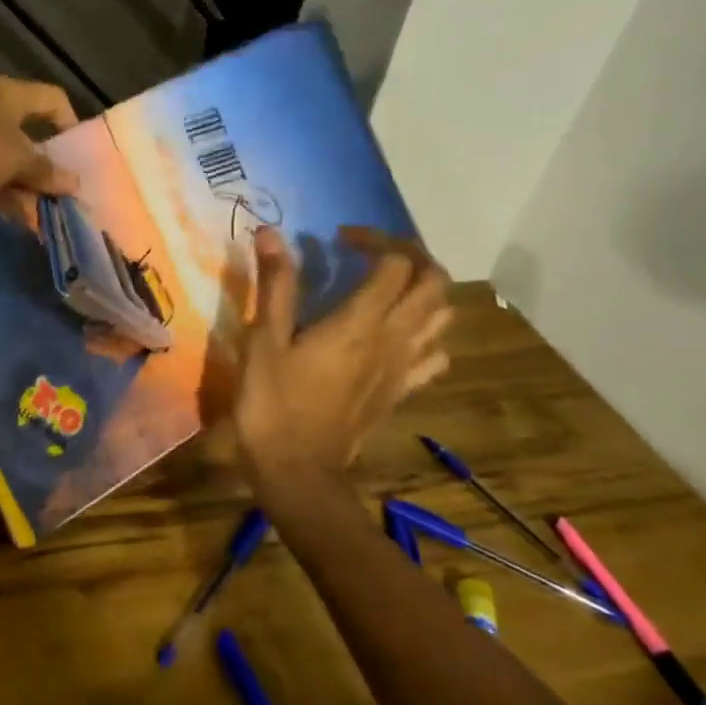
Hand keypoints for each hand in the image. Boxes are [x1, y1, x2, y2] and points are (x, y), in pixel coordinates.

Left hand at [0, 76, 79, 210]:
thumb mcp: (18, 161)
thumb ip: (46, 172)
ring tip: (41, 215)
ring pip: (6, 159)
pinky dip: (2, 193)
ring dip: (24, 186)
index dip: (69, 121)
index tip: (77, 153)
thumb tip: (73, 183)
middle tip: (61, 192)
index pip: (51, 98)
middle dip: (45, 166)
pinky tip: (15, 217)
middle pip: (27, 134)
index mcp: (8, 95)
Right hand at [234, 225, 452, 508]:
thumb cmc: (272, 403)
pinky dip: (426, 334)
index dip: (374, 239)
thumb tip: (270, 234)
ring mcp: (402, 368)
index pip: (395, 263)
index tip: (338, 238)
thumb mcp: (263, 340)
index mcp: (360, 323)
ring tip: (388, 285)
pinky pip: (434, 355)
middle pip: (433, 284)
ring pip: (442, 317)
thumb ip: (275, 285)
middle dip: (411, 256)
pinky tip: (398, 334)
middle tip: (372, 252)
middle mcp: (393, 340)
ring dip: (424, 290)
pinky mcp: (400, 391)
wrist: (297, 470)